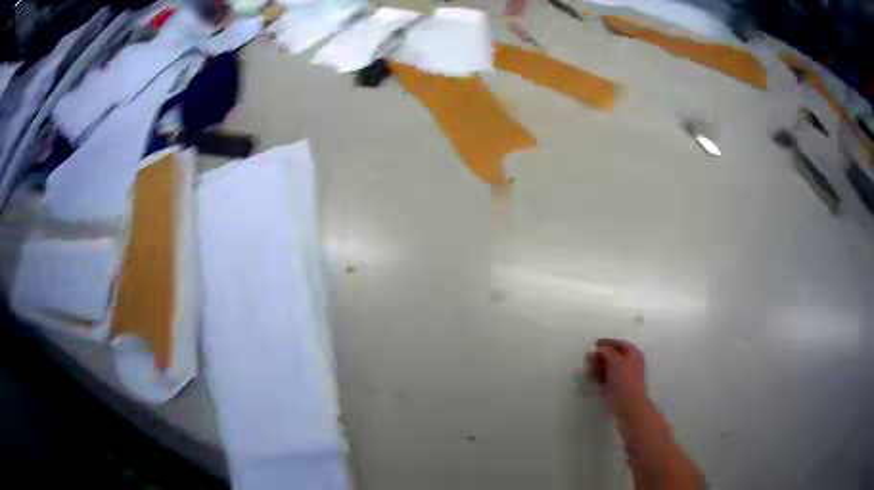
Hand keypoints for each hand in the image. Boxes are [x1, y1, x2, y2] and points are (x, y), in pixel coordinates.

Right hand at [586, 339, 647, 412]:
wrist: (628, 404)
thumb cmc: (625, 379)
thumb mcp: (616, 360)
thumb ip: (607, 351)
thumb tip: (601, 349)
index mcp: (633, 354)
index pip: (620, 344)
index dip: (608, 342)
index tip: (595, 344)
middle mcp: (628, 364)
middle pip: (612, 356)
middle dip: (600, 356)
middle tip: (588, 358)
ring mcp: (622, 377)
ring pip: (607, 368)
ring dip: (596, 366)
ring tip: (587, 369)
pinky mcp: (615, 387)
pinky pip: (605, 378)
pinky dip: (597, 376)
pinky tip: (590, 377)